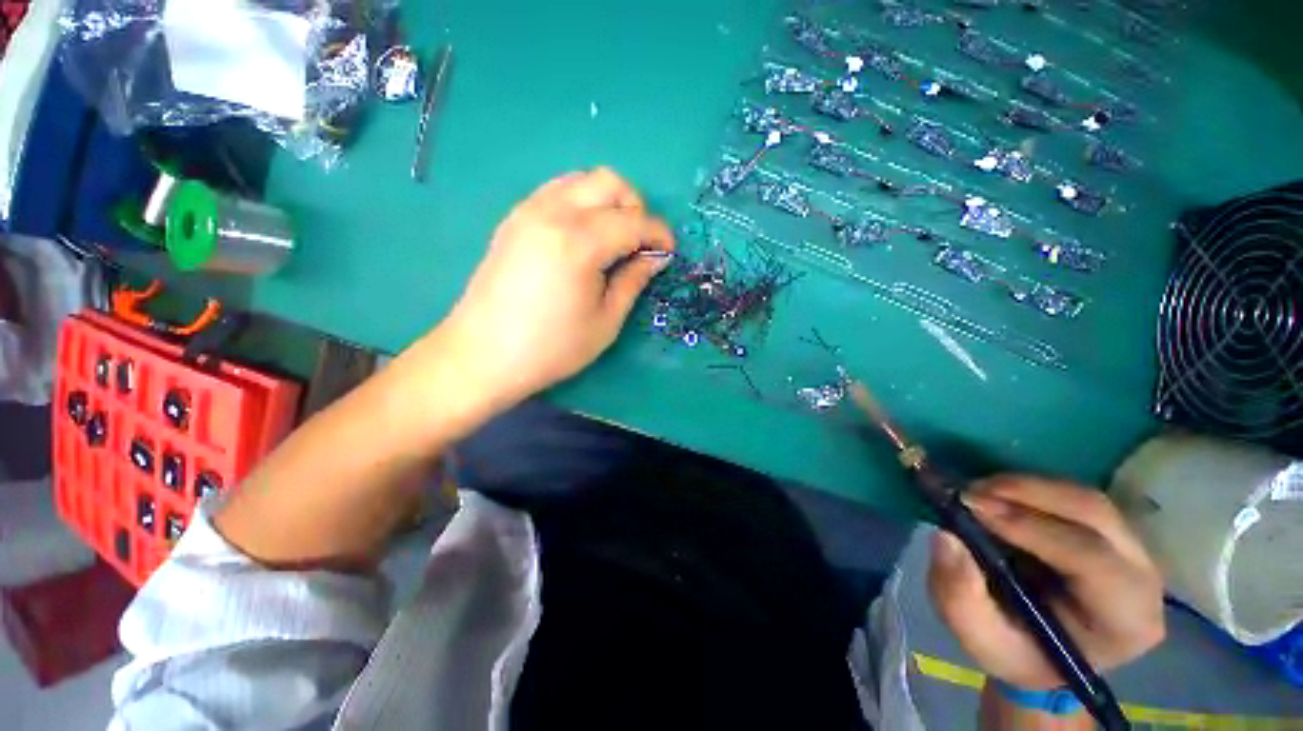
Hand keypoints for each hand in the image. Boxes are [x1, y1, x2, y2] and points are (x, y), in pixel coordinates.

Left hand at [434, 168, 674, 409]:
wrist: (483, 355)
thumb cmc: (551, 347)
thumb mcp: (605, 322)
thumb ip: (633, 281)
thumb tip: (654, 257)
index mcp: (580, 243)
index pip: (634, 221)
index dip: (659, 234)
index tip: (669, 252)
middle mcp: (554, 213)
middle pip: (609, 182)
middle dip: (635, 208)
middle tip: (639, 245)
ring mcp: (529, 211)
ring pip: (581, 180)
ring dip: (607, 202)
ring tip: (612, 239)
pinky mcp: (514, 219)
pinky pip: (557, 191)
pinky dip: (580, 203)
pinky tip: (582, 237)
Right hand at [928, 476, 1164, 689]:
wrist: (1041, 652)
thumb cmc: (1017, 652)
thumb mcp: (981, 639)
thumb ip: (960, 597)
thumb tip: (945, 537)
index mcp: (1125, 620)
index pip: (1092, 560)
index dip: (1032, 528)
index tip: (971, 508)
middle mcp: (1141, 577)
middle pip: (1095, 515)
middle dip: (1028, 494)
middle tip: (969, 492)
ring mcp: (1132, 549)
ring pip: (1085, 499)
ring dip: (1025, 487)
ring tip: (975, 491)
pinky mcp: (1111, 532)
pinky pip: (1074, 497)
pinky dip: (1030, 488)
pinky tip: (995, 495)